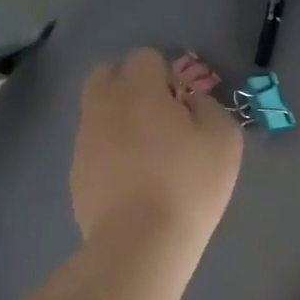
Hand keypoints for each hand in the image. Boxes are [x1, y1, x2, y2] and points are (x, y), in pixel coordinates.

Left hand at [71, 50, 242, 255]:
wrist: (140, 242)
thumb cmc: (189, 184)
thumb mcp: (224, 139)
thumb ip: (209, 106)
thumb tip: (191, 101)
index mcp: (138, 90)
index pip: (145, 58)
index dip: (167, 75)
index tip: (183, 104)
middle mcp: (103, 105)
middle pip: (108, 74)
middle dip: (131, 85)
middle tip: (159, 117)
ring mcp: (84, 139)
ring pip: (98, 110)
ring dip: (119, 119)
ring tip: (147, 153)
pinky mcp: (76, 172)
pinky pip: (94, 145)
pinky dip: (110, 151)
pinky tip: (133, 180)